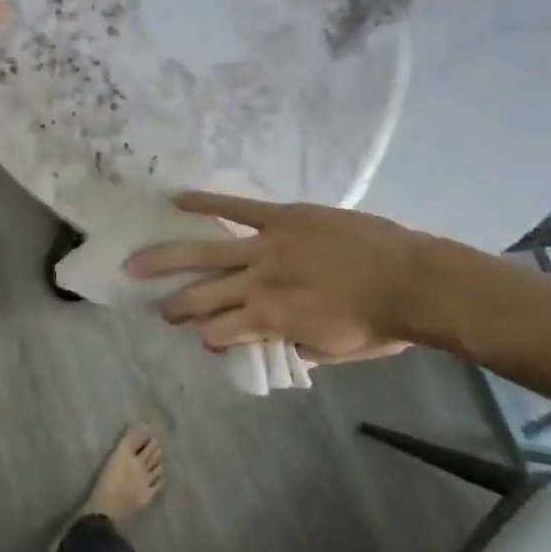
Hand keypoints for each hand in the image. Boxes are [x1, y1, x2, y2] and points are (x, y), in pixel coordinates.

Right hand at [123, 192, 430, 361]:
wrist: (414, 280)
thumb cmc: (380, 324)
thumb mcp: (335, 351)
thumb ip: (296, 347)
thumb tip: (272, 342)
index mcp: (269, 319)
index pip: (219, 332)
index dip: (207, 338)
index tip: (203, 337)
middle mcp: (257, 283)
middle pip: (201, 295)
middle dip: (173, 304)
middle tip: (154, 307)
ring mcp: (266, 246)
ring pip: (204, 253)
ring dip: (165, 260)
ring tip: (136, 263)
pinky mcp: (281, 217)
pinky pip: (236, 208)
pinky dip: (205, 203)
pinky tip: (176, 200)